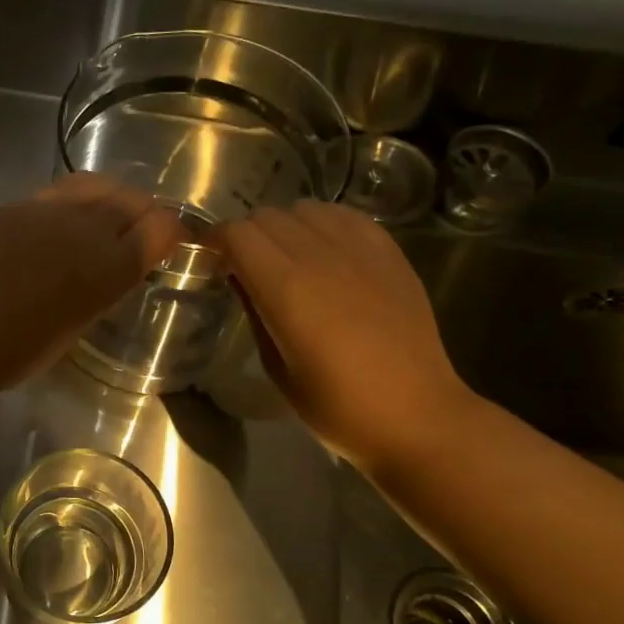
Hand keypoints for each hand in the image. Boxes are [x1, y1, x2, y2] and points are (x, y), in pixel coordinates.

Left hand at [0, 174, 182, 396]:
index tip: (169, 243)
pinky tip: (66, 219)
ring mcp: (47, 210)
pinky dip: (76, 200)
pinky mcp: (15, 206)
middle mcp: (85, 228)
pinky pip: (59, 191)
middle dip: (145, 214)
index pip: (160, 229)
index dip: (171, 234)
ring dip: (112, 198)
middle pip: (132, 201)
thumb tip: (117, 266)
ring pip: (97, 186)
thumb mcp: (77, 326)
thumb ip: (104, 289)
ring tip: (106, 217)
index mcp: (108, 268)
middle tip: (141, 229)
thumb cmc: (17, 352)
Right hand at [220, 201, 477, 469]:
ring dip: (285, 227)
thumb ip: (255, 313)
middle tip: (243, 265)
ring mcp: (360, 250)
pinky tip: (324, 251)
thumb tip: (239, 279)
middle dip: (245, 235)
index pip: (236, 234)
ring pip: (305, 209)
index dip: (215, 242)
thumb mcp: (276, 367)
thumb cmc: (336, 406)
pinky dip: (324, 224)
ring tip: (285, 257)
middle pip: (267, 216)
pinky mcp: (390, 253)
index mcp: (286, 288)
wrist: (415, 414)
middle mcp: (321, 257)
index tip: (209, 260)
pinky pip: (345, 216)